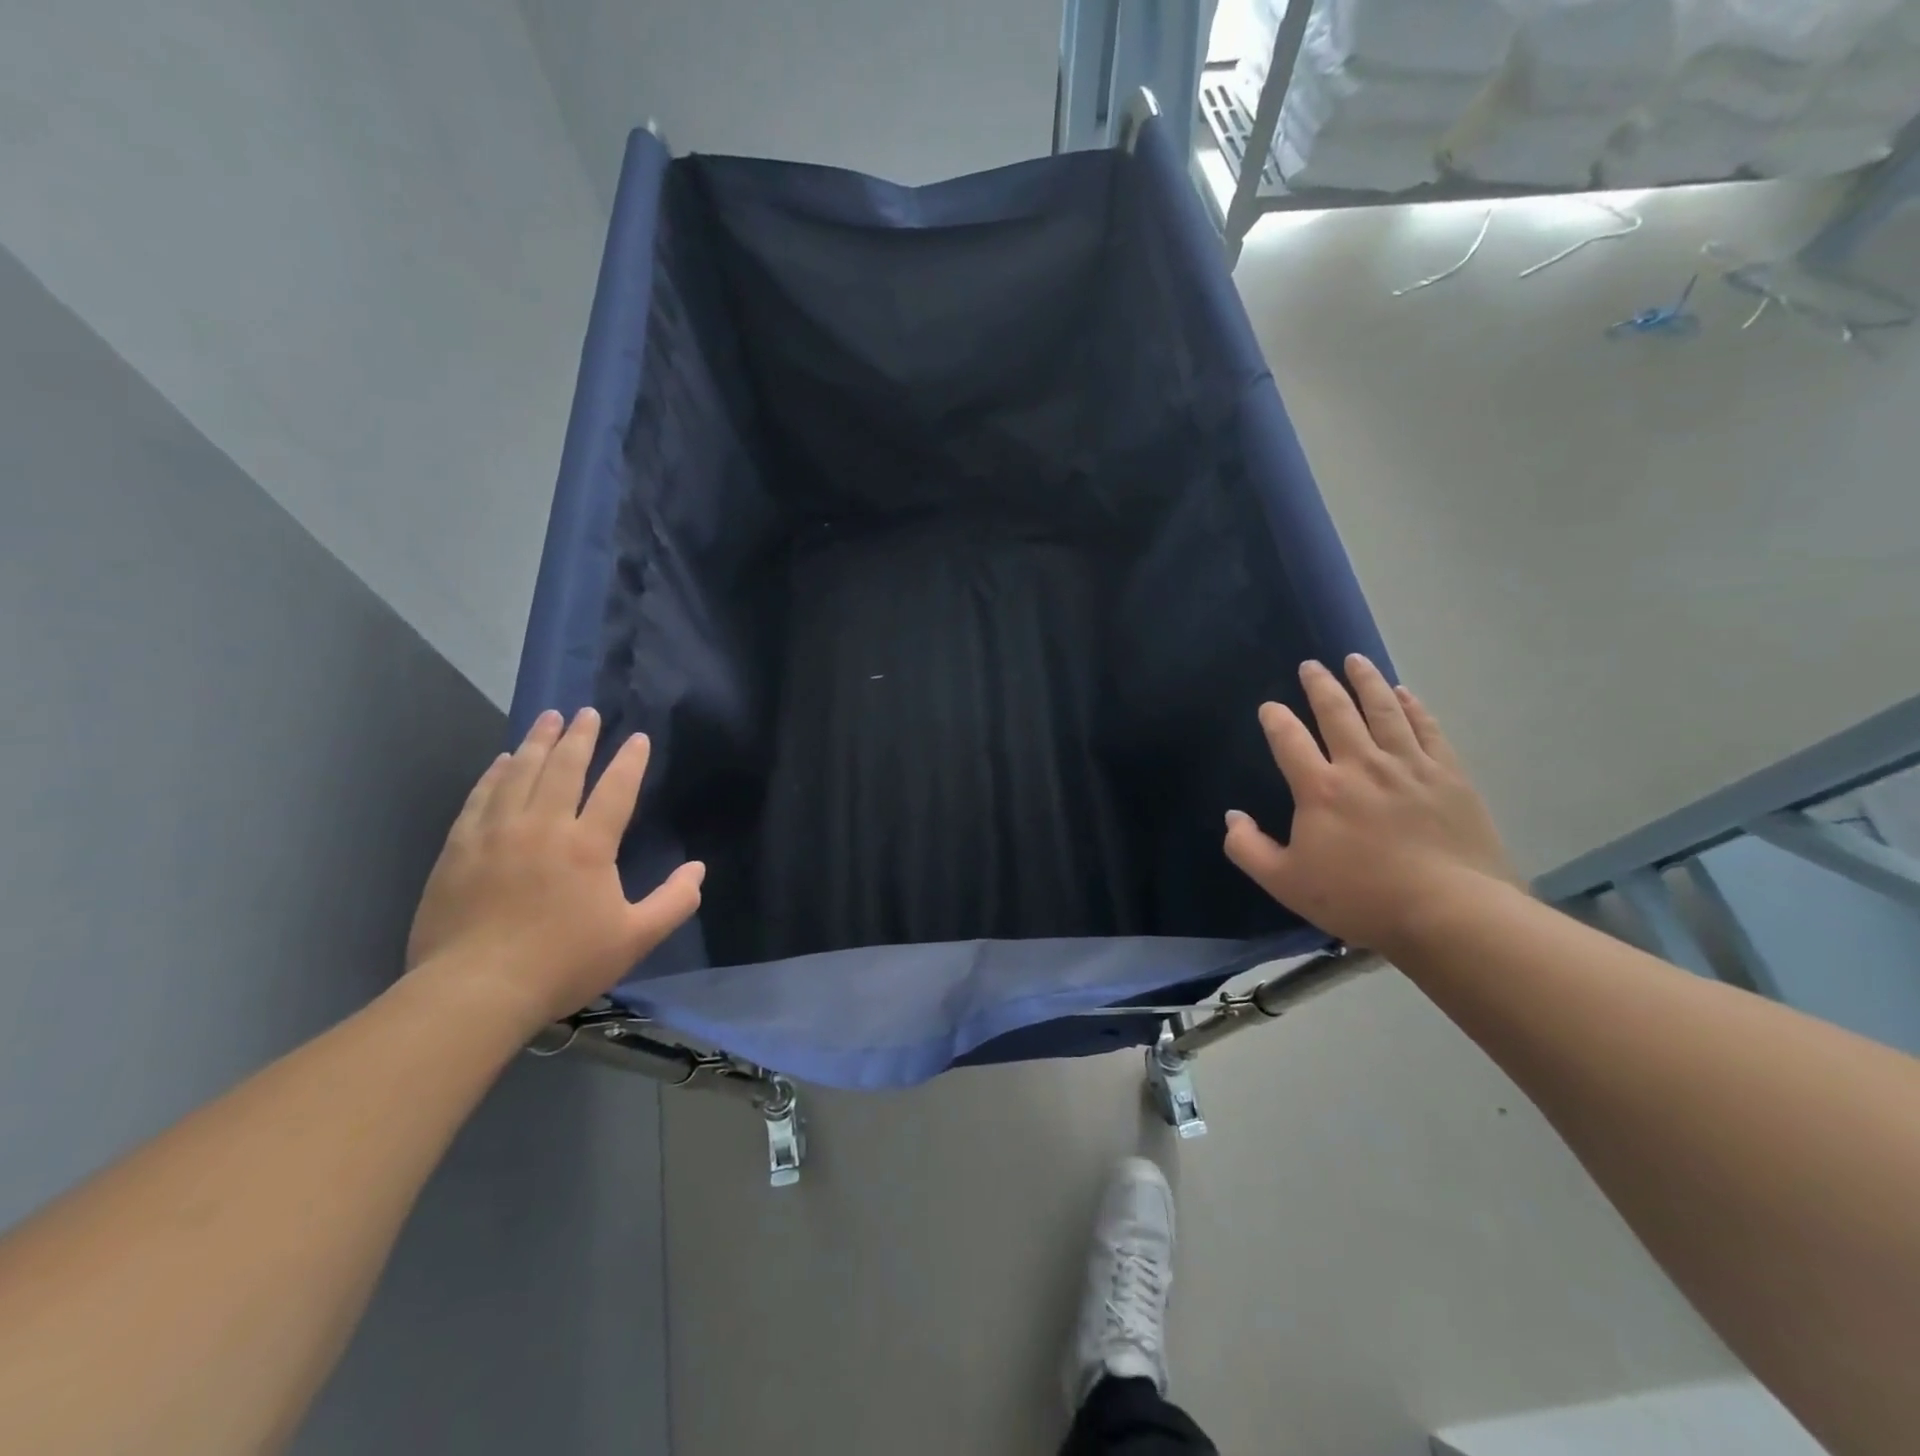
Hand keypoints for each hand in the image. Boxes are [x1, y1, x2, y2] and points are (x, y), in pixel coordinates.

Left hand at [405, 708, 703, 1029]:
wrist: (475, 991)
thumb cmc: (563, 963)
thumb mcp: (635, 939)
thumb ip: (674, 902)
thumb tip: (699, 869)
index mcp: (588, 845)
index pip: (616, 789)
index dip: (630, 761)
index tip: (638, 738)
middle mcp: (542, 827)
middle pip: (563, 768)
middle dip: (579, 737)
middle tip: (586, 712)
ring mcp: (496, 834)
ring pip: (520, 773)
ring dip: (538, 743)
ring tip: (548, 719)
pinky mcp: (459, 849)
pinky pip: (480, 797)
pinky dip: (494, 773)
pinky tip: (502, 760)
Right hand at [1223, 656, 1517, 953]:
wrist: (1450, 912)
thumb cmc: (1360, 898)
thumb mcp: (1285, 883)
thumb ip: (1248, 848)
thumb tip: (1232, 817)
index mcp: (1320, 788)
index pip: (1289, 739)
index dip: (1275, 718)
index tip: (1269, 707)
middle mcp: (1362, 764)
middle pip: (1337, 712)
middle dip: (1320, 685)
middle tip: (1311, 666)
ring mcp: (1409, 765)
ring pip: (1384, 709)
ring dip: (1366, 681)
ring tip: (1355, 660)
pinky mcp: (1448, 775)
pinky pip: (1426, 728)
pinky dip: (1412, 706)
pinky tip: (1404, 693)